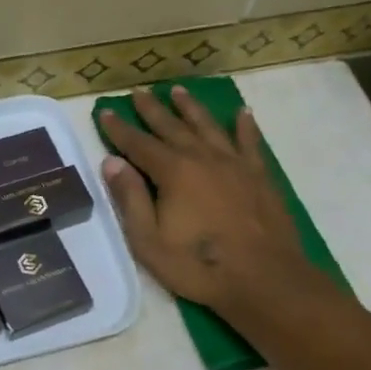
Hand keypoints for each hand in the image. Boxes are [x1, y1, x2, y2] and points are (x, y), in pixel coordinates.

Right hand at [99, 88, 331, 321]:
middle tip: (138, 92)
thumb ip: (130, 199)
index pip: (138, 144)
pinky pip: (250, 142)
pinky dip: (245, 126)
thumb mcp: (149, 241)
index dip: (119, 129)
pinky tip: (243, 112)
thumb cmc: (200, 265)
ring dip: (191, 108)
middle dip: (152, 110)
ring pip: (208, 126)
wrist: (265, 279)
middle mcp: (202, 158)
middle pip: (172, 127)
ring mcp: (235, 164)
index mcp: (173, 172)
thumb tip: (111, 162)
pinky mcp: (260, 176)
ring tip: (178, 90)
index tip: (105, 111)